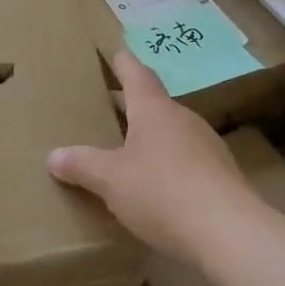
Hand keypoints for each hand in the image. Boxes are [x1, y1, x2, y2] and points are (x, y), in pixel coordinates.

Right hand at [47, 52, 254, 259]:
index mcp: (155, 111)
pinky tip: (154, 185)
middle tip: (106, 107)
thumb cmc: (162, 192)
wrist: (230, 234)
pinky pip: (185, 160)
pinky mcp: (221, 177)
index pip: (137, 75)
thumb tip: (54, 156)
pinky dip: (166, 163)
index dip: (122, 63)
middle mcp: (183, 120)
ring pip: (171, 133)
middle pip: (153, 104)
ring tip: (125, 148)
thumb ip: (82, 164)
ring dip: (149, 136)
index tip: (115, 51)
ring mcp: (207, 148)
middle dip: (130, 105)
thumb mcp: (111, 180)